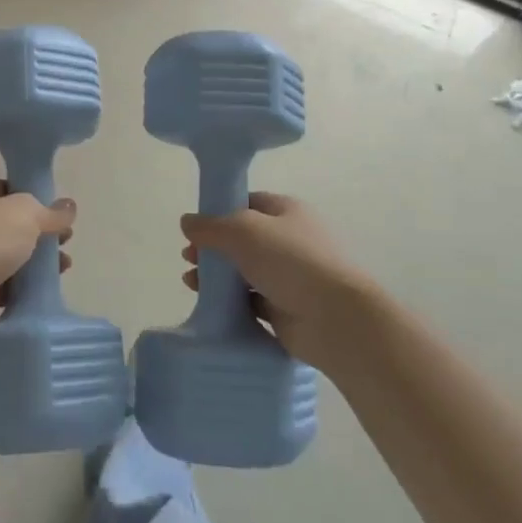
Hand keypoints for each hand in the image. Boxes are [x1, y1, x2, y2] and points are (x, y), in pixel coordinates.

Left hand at [0, 180, 74, 341]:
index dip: (33, 198)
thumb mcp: (27, 213)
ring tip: (63, 266)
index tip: (56, 212)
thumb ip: (51, 211)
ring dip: (37, 262)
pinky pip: (5, 285)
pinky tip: (45, 288)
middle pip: (11, 225)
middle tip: (65, 240)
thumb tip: (69, 207)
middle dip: (40, 233)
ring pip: (10, 256)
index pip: (6, 189)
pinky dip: (24, 286)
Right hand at [180, 193, 371, 369]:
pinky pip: (251, 300)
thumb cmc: (290, 260)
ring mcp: (290, 276)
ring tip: (190, 282)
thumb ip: (210, 226)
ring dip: (217, 276)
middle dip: (213, 247)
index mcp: (287, 211)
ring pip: (245, 271)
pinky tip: (209, 305)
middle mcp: (290, 240)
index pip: (248, 203)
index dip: (220, 211)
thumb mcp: (242, 231)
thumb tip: (187, 222)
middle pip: (243, 239)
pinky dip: (231, 302)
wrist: (334, 319)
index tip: (195, 226)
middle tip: (188, 257)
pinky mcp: (286, 308)